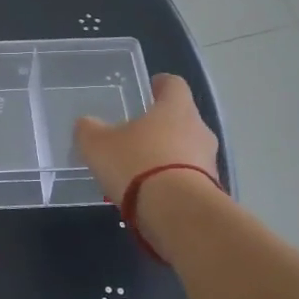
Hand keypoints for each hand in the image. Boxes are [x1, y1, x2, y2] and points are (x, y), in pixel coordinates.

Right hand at [74, 73, 218, 205]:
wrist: (178, 214)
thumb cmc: (137, 164)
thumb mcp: (98, 145)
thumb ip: (89, 130)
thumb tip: (86, 124)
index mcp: (176, 108)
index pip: (174, 84)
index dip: (160, 85)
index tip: (148, 89)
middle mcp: (199, 129)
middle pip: (182, 119)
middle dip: (161, 126)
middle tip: (136, 135)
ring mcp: (210, 162)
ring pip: (187, 150)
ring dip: (168, 157)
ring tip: (141, 172)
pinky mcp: (211, 191)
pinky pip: (190, 179)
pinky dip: (173, 183)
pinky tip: (151, 196)